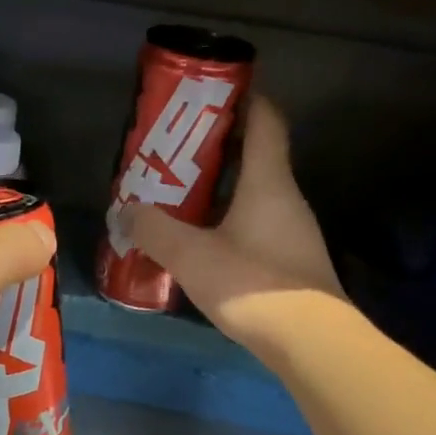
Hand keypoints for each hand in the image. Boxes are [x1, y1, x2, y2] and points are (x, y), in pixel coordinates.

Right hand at [122, 96, 343, 360]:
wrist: (310, 341)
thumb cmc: (253, 284)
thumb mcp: (191, 256)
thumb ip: (154, 231)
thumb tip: (126, 210)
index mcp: (268, 181)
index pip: (265, 120)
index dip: (243, 98)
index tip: (211, 93)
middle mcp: (286, 197)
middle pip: (257, 155)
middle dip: (217, 147)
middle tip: (175, 152)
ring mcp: (292, 230)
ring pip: (254, 193)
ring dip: (220, 188)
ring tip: (178, 196)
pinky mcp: (291, 260)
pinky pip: (256, 224)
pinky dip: (228, 220)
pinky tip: (200, 241)